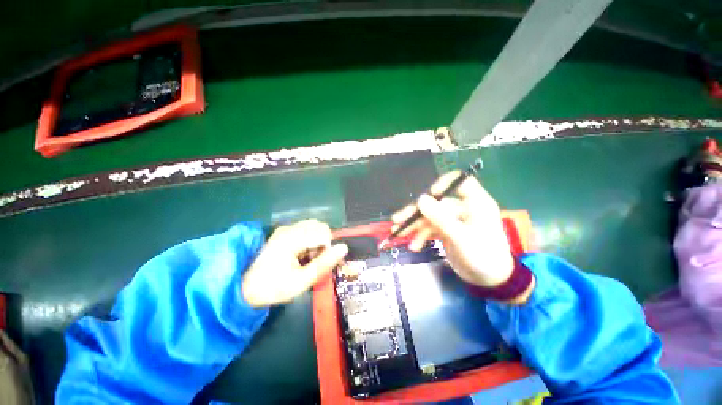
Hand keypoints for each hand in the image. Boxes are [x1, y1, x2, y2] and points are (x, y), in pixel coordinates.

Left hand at [242, 220, 348, 306]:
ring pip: (314, 227)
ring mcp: (285, 228)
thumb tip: (344, 247)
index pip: (324, 233)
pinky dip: (310, 240)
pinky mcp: (284, 232)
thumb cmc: (274, 287)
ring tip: (307, 258)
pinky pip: (306, 229)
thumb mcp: (302, 281)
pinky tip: (301, 254)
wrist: (244, 289)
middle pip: (320, 227)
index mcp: (292, 239)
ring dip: (317, 241)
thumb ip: (324, 263)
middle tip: (313, 261)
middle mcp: (289, 228)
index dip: (328, 249)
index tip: (322, 264)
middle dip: (323, 243)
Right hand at [391, 172, 513, 287]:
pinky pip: (430, 229)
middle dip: (416, 213)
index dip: (444, 184)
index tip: (430, 195)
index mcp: (475, 203)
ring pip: (429, 217)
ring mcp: (453, 220)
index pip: (460, 182)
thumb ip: (440, 217)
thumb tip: (420, 199)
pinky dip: (421, 236)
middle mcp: (463, 208)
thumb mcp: (460, 237)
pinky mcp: (446, 231)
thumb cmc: (482, 256)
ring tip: (398, 234)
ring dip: (414, 226)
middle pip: (436, 203)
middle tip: (398, 220)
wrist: (489, 281)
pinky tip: (414, 246)